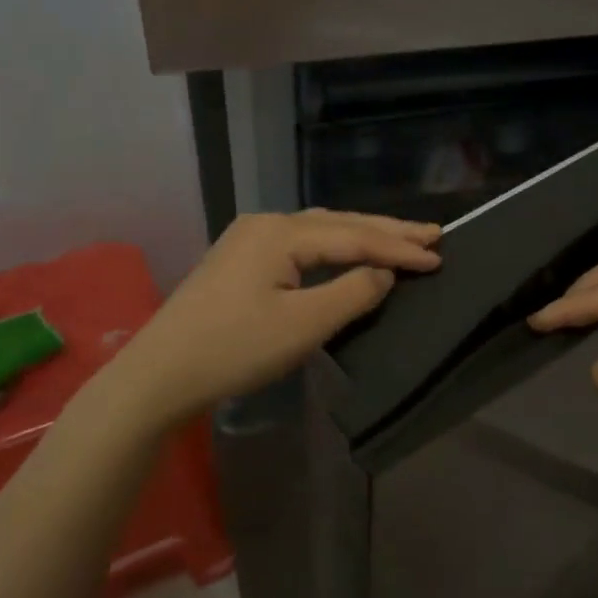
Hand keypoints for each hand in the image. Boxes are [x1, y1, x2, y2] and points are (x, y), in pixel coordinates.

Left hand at [102, 210, 440, 430]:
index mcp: (281, 233)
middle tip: (433, 233)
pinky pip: (301, 243)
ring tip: (400, 237)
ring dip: (361, 235)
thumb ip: (351, 294)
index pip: (354, 236)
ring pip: (319, 230)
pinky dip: (334, 246)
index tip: (439, 255)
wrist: (158, 375)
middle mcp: (266, 223)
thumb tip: (384, 274)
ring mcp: (249, 238)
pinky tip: (347, 250)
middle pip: (338, 224)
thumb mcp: (302, 326)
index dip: (398, 248)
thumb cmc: (233, 350)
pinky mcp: (240, 258)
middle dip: (386, 230)